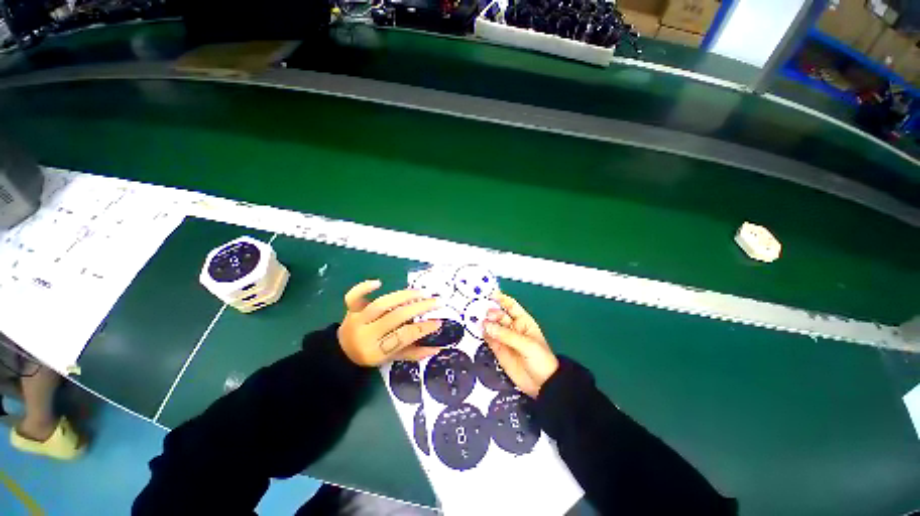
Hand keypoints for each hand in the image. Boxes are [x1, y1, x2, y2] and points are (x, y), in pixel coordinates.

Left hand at [338, 280, 442, 365]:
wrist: (341, 352)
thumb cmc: (371, 355)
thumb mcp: (392, 358)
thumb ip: (414, 353)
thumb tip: (437, 347)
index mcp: (377, 351)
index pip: (403, 337)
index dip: (423, 328)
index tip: (438, 321)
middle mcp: (366, 334)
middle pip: (395, 317)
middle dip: (419, 308)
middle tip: (436, 302)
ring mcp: (357, 319)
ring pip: (381, 304)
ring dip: (404, 295)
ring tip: (422, 292)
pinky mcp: (350, 309)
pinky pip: (353, 297)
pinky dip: (364, 287)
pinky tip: (378, 282)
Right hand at [484, 292, 558, 397]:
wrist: (542, 384)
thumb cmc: (540, 359)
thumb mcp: (526, 344)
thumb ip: (506, 335)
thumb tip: (487, 325)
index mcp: (523, 321)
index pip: (511, 306)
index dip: (502, 299)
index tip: (490, 294)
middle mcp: (512, 328)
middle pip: (499, 315)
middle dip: (491, 312)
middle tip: (483, 313)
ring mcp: (504, 338)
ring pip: (492, 326)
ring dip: (485, 323)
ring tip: (478, 322)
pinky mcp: (498, 350)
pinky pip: (489, 339)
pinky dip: (483, 335)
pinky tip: (478, 331)